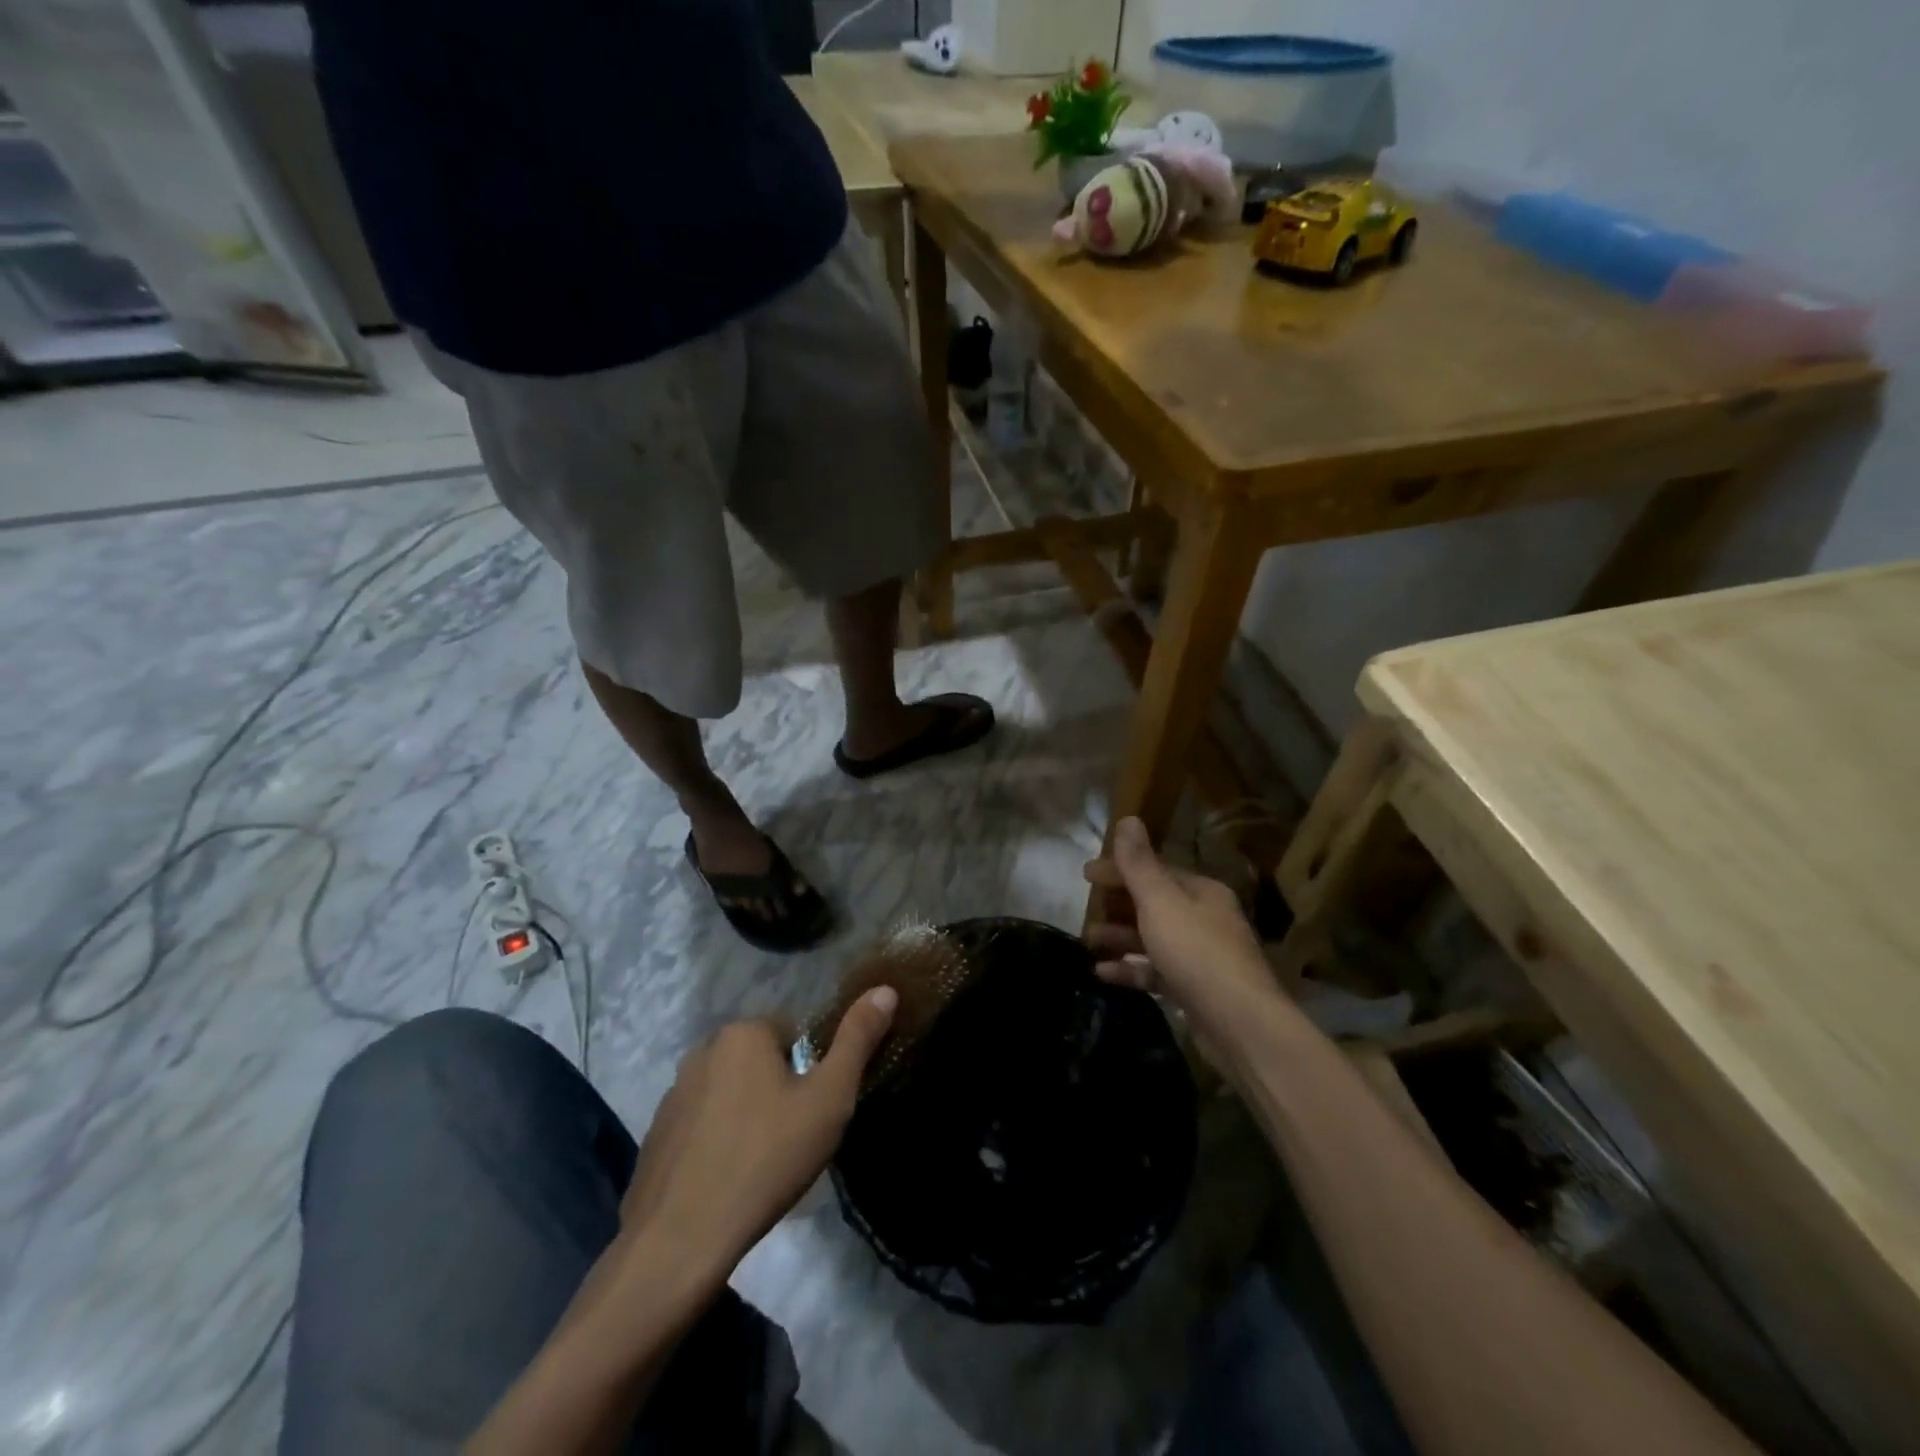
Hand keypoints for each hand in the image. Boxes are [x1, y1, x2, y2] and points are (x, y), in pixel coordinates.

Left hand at [618, 987, 897, 1276]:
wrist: (680, 1241)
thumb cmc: (766, 1159)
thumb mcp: (829, 1099)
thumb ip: (857, 1040)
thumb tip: (885, 989)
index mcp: (743, 1033)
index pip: (793, 1034)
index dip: (810, 1072)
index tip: (813, 1113)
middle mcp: (703, 1051)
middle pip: (759, 1061)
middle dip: (777, 1091)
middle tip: (792, 1139)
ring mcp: (673, 1095)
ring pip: (729, 1093)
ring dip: (746, 1116)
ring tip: (761, 1165)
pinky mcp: (655, 1136)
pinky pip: (700, 1127)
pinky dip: (716, 1144)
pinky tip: (726, 1181)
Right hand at [1084, 817, 1281, 1047]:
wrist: (1240, 1025)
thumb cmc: (1197, 952)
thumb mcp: (1161, 902)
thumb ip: (1139, 864)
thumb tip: (1128, 819)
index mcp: (1201, 891)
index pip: (1155, 870)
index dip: (1119, 869)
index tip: (1085, 875)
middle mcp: (1204, 919)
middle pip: (1153, 904)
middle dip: (1117, 905)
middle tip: (1084, 909)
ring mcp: (1200, 956)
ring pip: (1152, 938)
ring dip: (1119, 937)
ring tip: (1088, 941)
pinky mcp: (1194, 989)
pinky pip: (1155, 972)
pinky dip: (1130, 969)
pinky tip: (1101, 973)